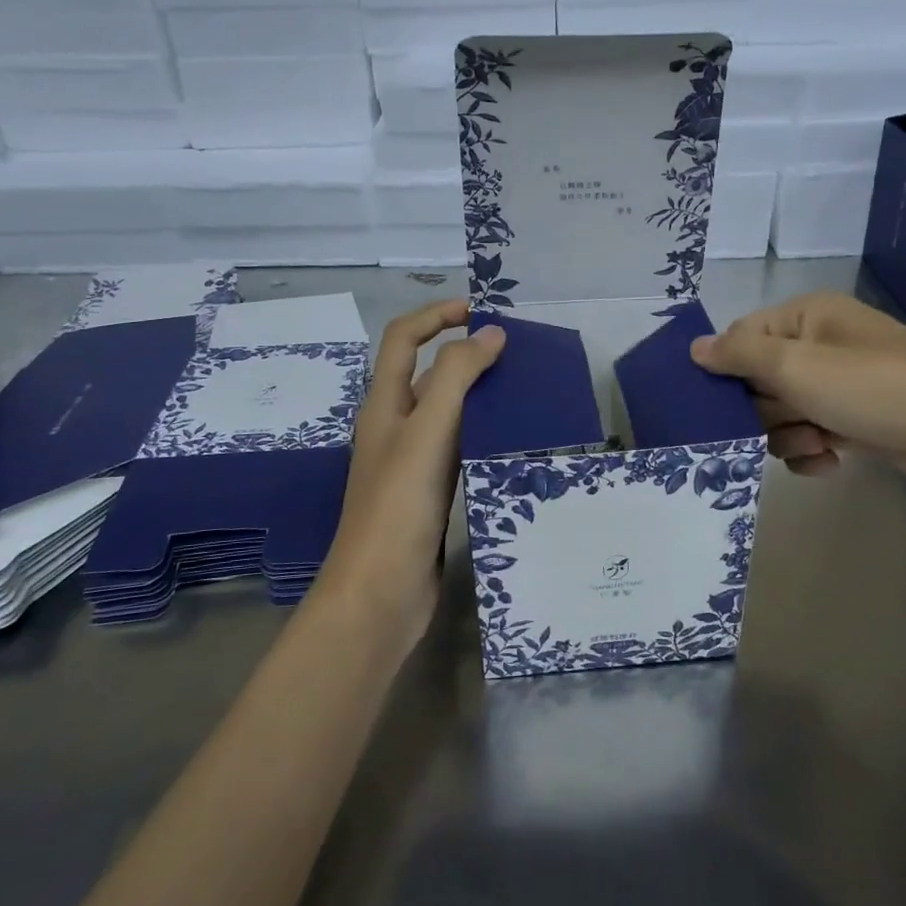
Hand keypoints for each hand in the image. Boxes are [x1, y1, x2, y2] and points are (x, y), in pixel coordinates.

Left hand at [317, 301, 505, 649]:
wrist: (380, 594)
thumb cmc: (398, 507)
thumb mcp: (426, 432)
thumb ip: (456, 377)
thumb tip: (491, 333)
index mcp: (384, 406)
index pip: (402, 340)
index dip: (436, 316)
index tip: (480, 311)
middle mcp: (395, 427)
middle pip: (427, 373)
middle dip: (466, 353)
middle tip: (517, 352)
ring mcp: (413, 462)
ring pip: (448, 412)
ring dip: (479, 393)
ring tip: (525, 388)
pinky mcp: (431, 493)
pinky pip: (459, 447)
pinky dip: (483, 432)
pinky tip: (513, 437)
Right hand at [688, 291, 905, 499]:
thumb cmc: (875, 388)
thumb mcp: (797, 366)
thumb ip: (739, 355)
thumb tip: (694, 348)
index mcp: (806, 318)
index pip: (741, 338)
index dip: (728, 371)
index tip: (720, 404)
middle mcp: (821, 345)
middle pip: (759, 380)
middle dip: (767, 410)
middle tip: (792, 419)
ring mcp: (841, 385)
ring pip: (783, 413)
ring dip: (790, 435)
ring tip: (818, 444)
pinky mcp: (858, 421)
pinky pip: (811, 435)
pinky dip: (813, 451)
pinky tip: (832, 461)